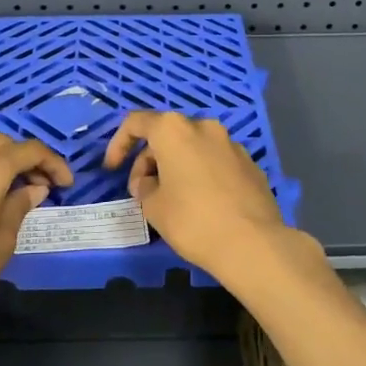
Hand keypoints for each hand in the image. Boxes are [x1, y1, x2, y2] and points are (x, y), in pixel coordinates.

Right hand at [104, 112, 291, 278]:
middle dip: (150, 159)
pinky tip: (202, 204)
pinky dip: (201, 174)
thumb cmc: (192, 220)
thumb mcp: (152, 206)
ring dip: (176, 166)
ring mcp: (231, 143)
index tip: (113, 169)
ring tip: (172, 199)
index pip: (136, 123)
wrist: (252, 243)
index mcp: (174, 130)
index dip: (119, 144)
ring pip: (193, 147)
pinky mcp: (250, 163)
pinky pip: (215, 161)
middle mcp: (204, 127)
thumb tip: (149, 182)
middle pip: (166, 134)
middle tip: (144, 192)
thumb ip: (143, 186)